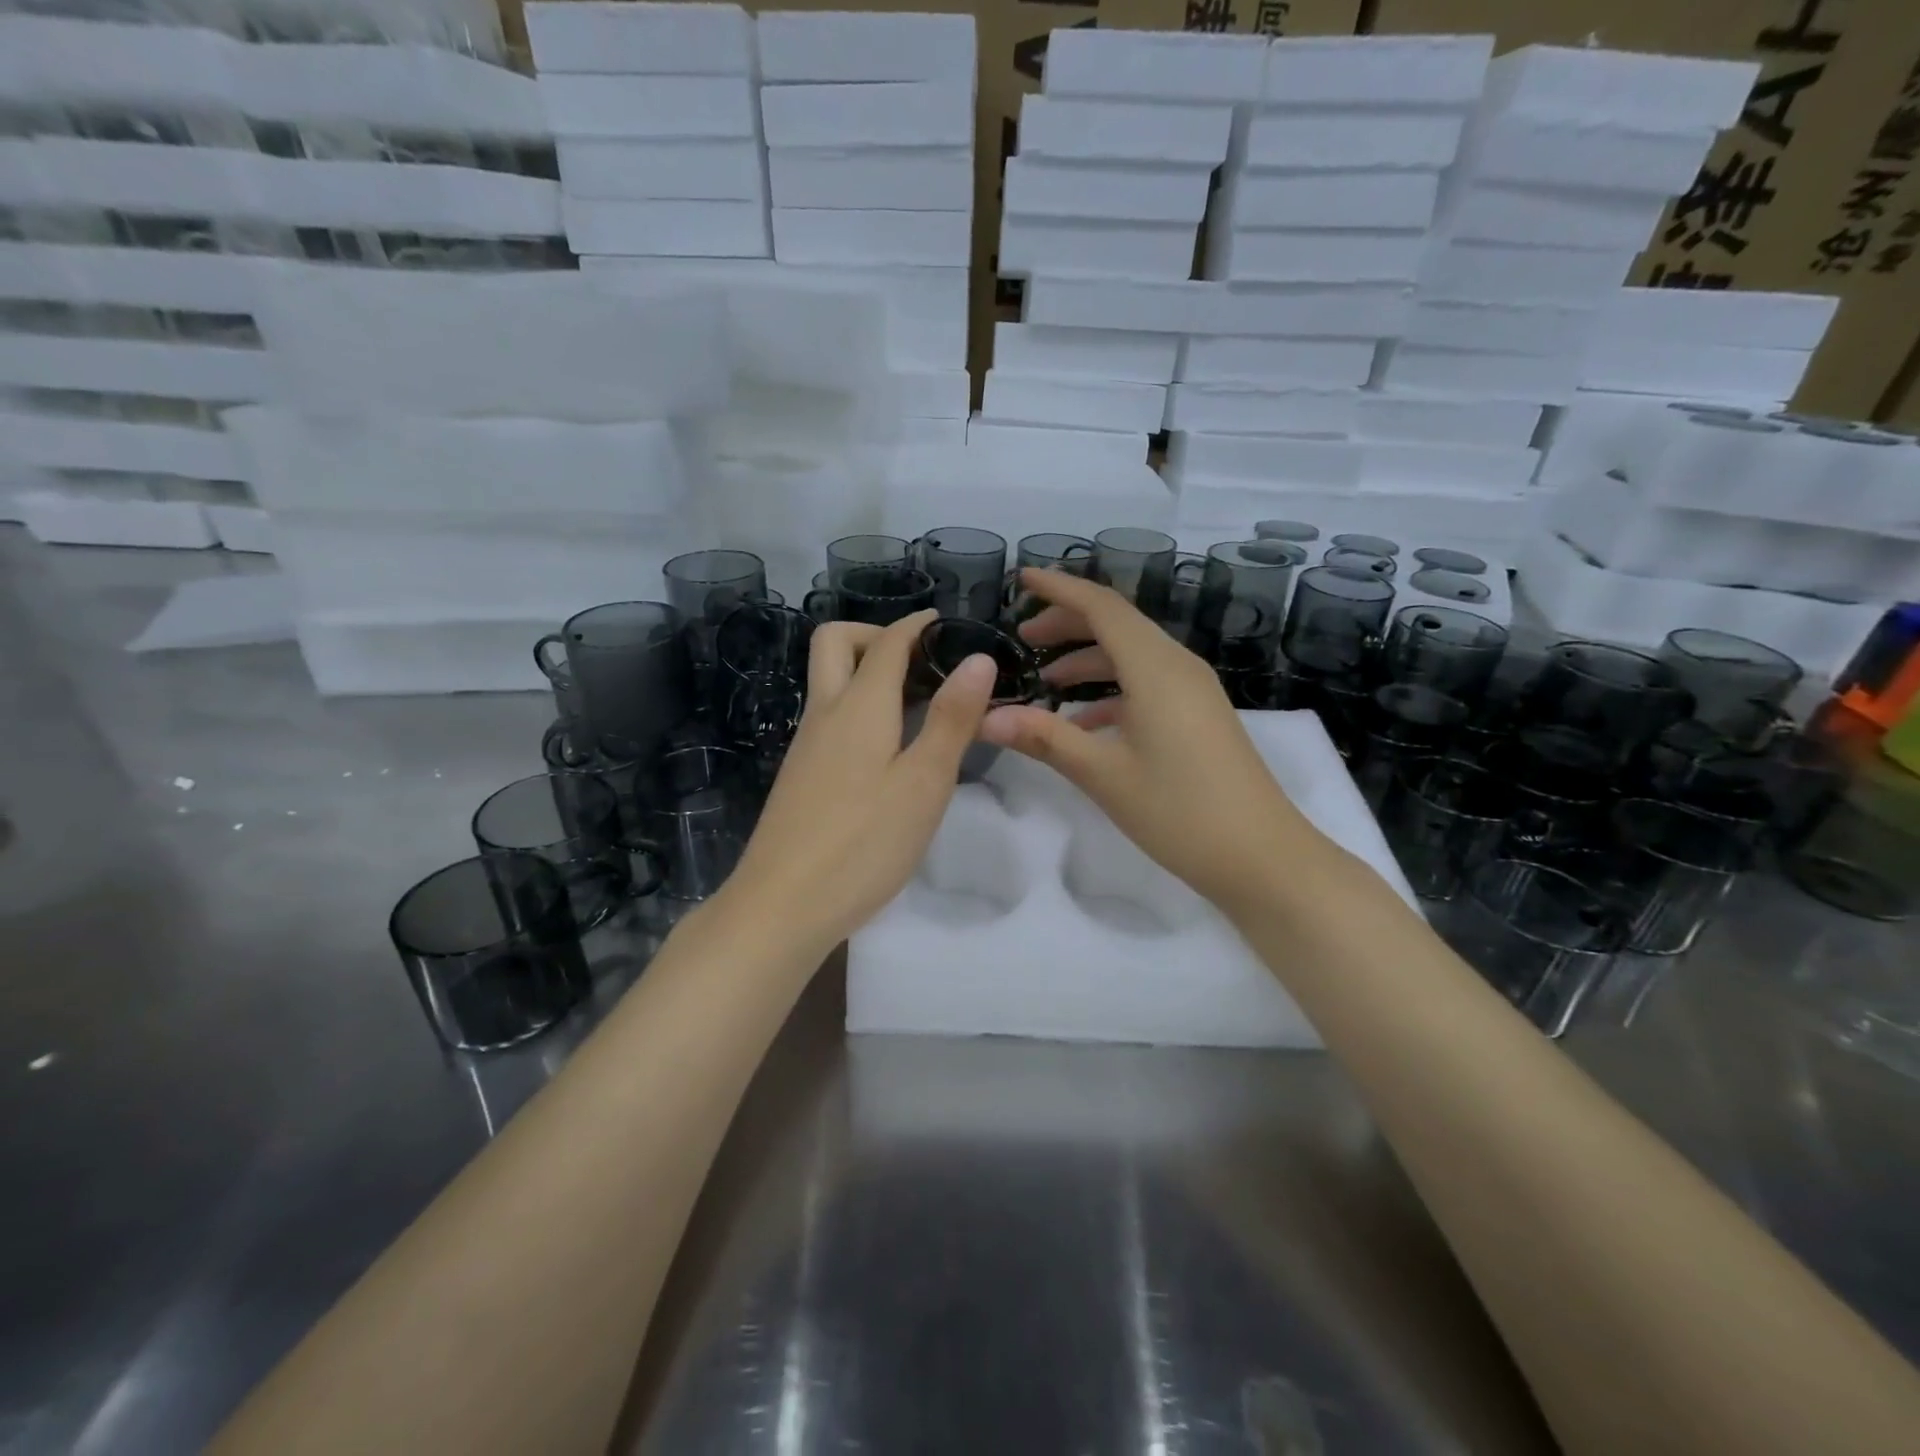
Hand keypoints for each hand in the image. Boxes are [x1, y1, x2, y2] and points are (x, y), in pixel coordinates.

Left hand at [722, 610, 996, 953]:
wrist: (781, 906)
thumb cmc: (863, 843)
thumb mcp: (923, 782)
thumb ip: (951, 719)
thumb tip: (978, 658)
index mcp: (859, 706)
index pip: (888, 642)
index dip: (919, 625)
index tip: (950, 625)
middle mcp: (825, 713)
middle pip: (836, 643)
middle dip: (877, 635)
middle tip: (922, 663)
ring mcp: (805, 745)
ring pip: (830, 682)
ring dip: (869, 673)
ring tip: (920, 705)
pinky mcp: (801, 775)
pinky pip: (830, 717)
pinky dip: (860, 709)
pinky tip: (889, 750)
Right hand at [980, 569, 1319, 914]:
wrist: (1261, 857)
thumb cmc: (1180, 811)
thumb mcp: (1104, 774)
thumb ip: (1044, 738)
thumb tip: (986, 717)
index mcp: (1155, 668)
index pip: (1101, 606)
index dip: (1059, 587)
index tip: (1021, 578)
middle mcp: (1177, 666)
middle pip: (1117, 624)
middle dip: (1068, 623)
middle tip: (1023, 637)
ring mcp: (1192, 691)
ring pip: (1132, 655)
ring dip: (1088, 659)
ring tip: (1044, 680)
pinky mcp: (1198, 715)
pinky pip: (1147, 684)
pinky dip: (1111, 690)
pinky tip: (1084, 722)